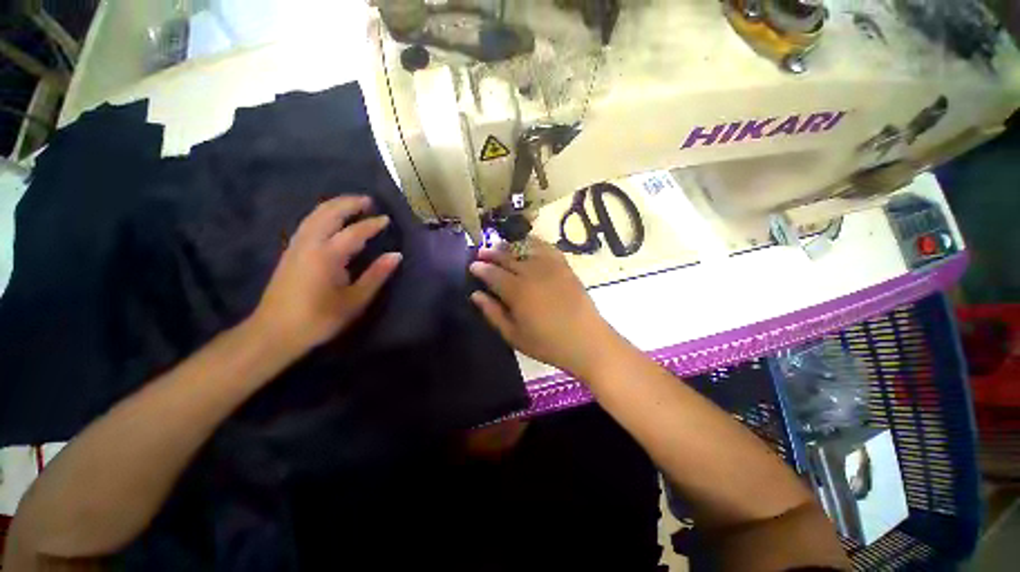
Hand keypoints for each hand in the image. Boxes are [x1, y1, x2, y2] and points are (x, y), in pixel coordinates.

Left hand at [251, 196, 401, 353]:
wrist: (274, 331)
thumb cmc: (319, 318)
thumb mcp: (355, 300)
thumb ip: (376, 275)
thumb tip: (396, 255)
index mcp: (327, 256)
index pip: (354, 232)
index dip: (372, 224)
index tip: (386, 219)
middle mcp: (309, 244)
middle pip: (328, 213)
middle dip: (348, 203)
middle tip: (368, 201)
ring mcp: (296, 246)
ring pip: (315, 215)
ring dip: (335, 206)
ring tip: (352, 205)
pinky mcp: (290, 252)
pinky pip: (308, 223)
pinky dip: (323, 214)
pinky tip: (332, 220)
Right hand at [469, 239, 616, 376]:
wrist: (587, 341)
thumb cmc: (547, 344)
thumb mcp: (514, 335)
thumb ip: (492, 313)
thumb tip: (475, 295)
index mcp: (517, 292)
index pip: (493, 274)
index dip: (480, 269)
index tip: (472, 266)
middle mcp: (532, 273)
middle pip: (507, 257)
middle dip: (491, 254)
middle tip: (481, 253)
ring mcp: (550, 267)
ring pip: (524, 248)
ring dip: (509, 246)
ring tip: (500, 246)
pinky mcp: (564, 266)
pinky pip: (546, 247)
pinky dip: (533, 243)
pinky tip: (527, 244)